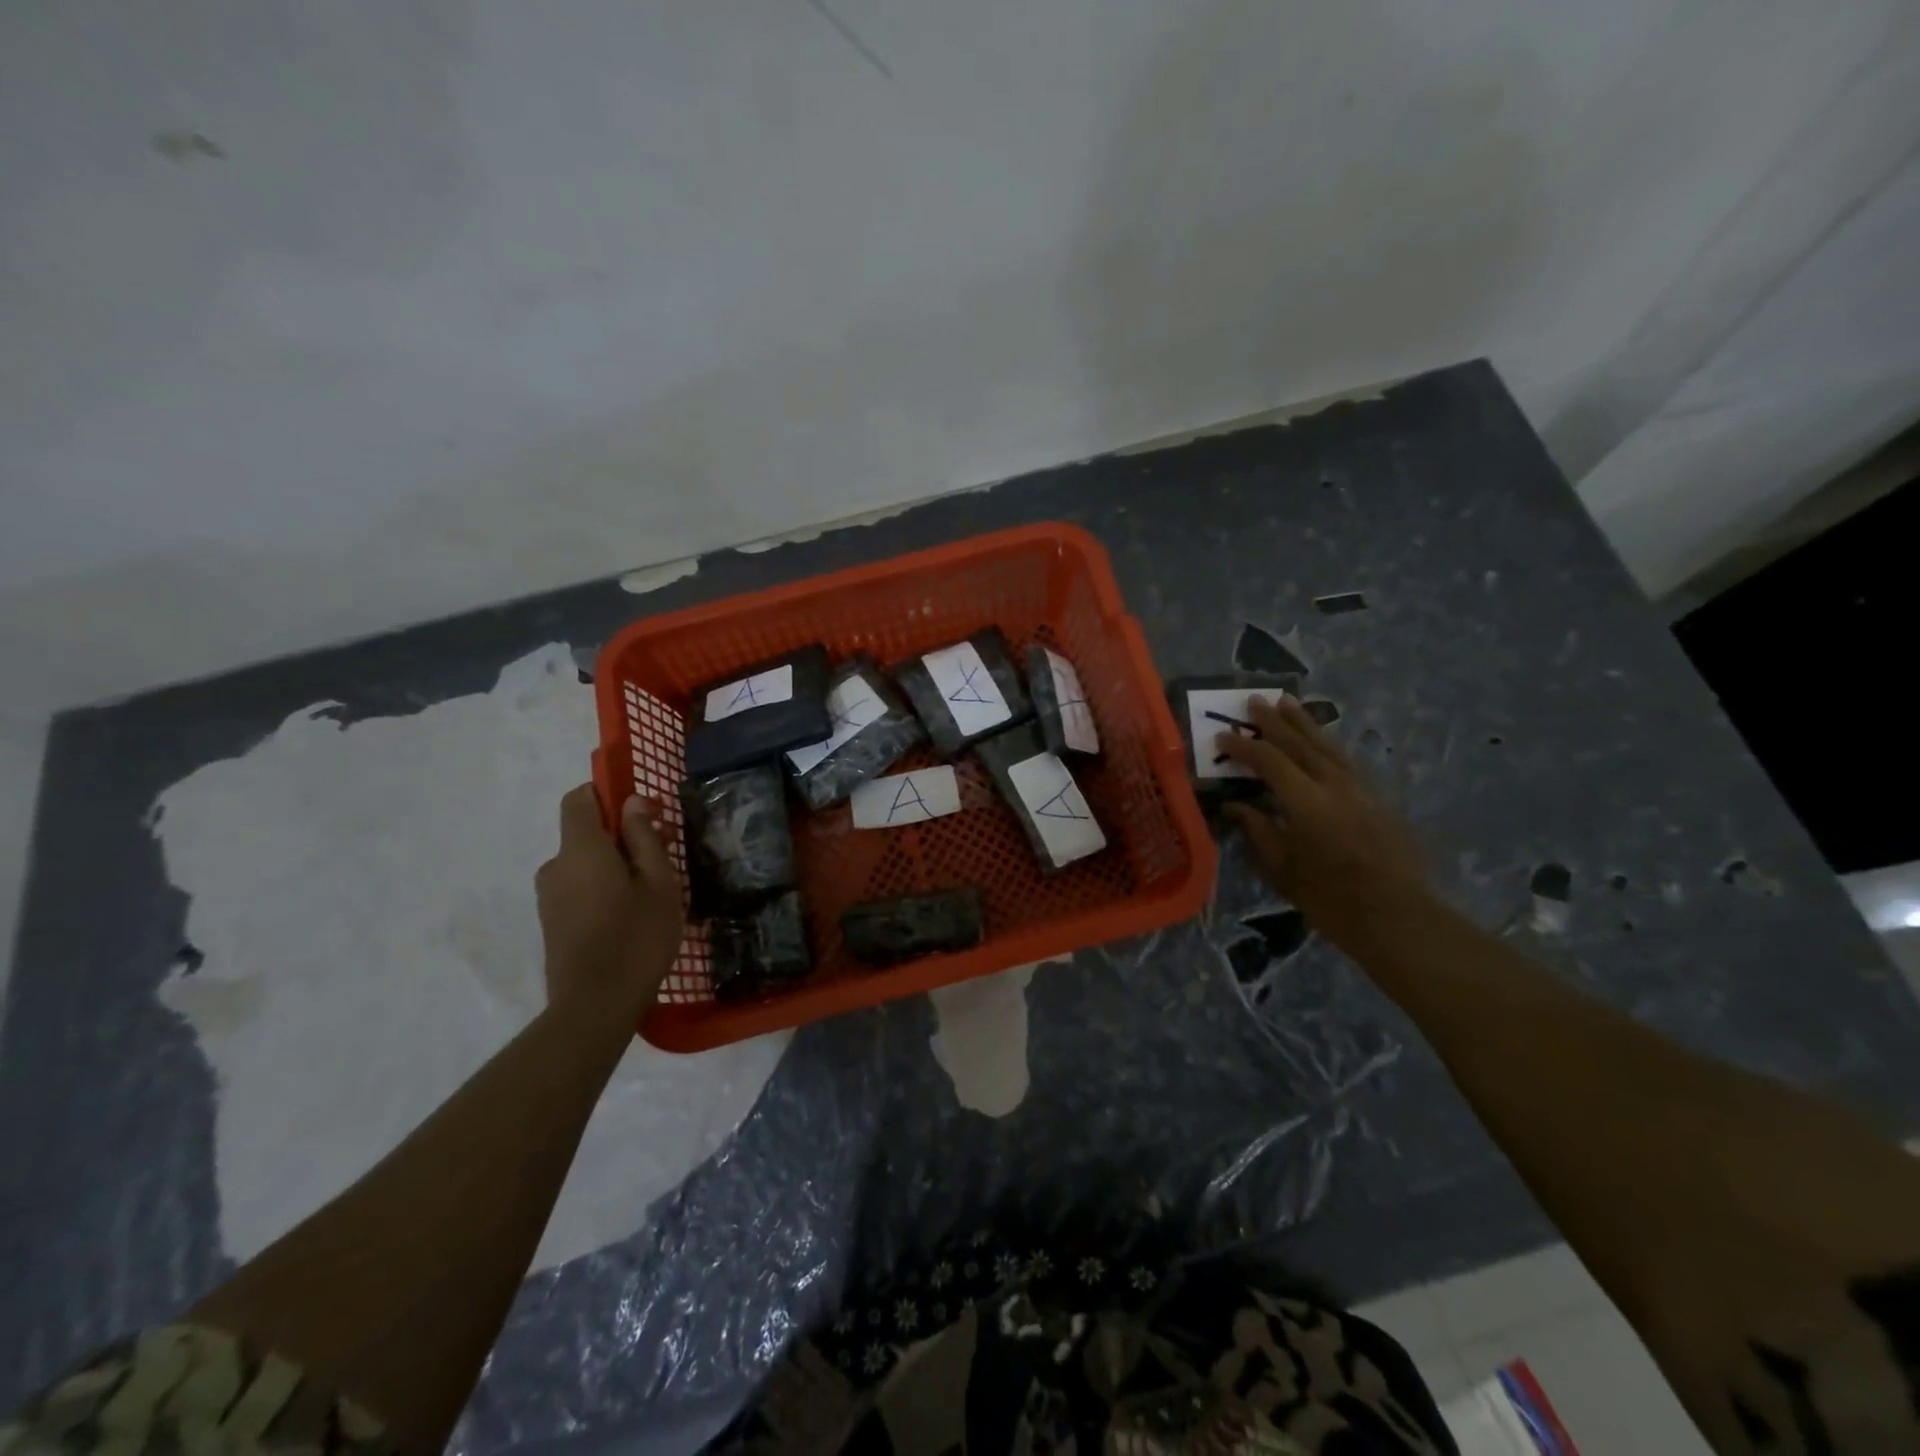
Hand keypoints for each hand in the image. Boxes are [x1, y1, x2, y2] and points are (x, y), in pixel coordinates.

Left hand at [535, 785, 684, 1021]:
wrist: (594, 1006)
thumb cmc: (636, 936)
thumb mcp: (658, 882)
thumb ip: (643, 837)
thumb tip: (632, 802)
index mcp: (580, 848)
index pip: (579, 798)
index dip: (608, 793)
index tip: (643, 810)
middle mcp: (556, 866)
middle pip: (586, 832)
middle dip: (623, 834)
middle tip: (666, 852)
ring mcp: (549, 896)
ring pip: (585, 863)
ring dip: (617, 864)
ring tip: (655, 890)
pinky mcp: (552, 922)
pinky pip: (580, 887)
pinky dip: (604, 887)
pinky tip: (633, 913)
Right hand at [1215, 697, 1431, 949]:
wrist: (1397, 917)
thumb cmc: (1330, 899)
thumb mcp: (1282, 868)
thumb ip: (1257, 830)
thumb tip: (1234, 806)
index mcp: (1307, 801)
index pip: (1269, 760)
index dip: (1243, 746)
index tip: (1221, 737)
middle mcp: (1335, 785)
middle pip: (1301, 743)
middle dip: (1274, 721)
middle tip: (1254, 701)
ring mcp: (1360, 789)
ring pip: (1328, 745)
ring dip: (1304, 723)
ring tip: (1287, 702)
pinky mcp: (1377, 798)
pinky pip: (1345, 760)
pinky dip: (1325, 743)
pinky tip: (1319, 741)